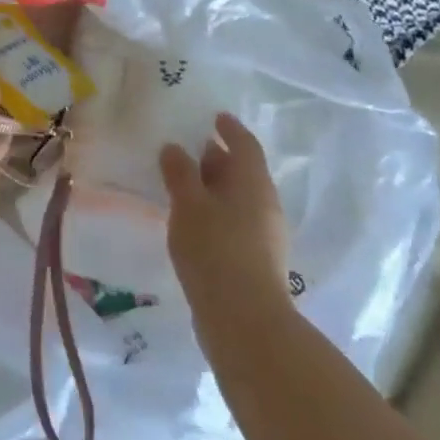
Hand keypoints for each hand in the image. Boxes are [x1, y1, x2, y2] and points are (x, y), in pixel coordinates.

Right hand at [160, 114, 293, 345]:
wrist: (245, 323)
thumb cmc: (215, 250)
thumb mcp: (188, 204)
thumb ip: (179, 172)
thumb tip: (174, 147)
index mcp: (253, 182)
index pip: (245, 144)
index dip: (230, 128)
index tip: (215, 116)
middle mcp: (264, 204)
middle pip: (243, 171)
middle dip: (219, 158)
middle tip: (191, 148)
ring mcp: (264, 236)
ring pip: (239, 199)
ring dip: (215, 187)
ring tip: (185, 185)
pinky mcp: (256, 262)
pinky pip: (235, 222)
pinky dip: (216, 212)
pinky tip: (193, 222)